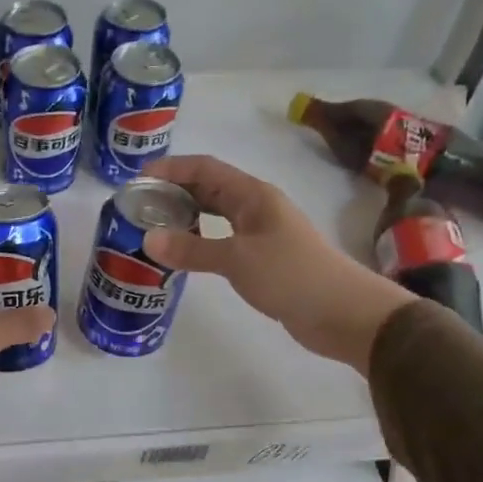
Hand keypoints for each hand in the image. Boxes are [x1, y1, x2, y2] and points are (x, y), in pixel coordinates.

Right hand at [142, 155, 411, 370]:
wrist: (344, 313)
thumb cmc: (291, 275)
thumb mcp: (236, 260)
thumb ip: (192, 249)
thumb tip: (147, 239)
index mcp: (253, 195)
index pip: (205, 168)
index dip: (172, 168)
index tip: (138, 178)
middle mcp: (256, 207)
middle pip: (209, 188)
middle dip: (175, 190)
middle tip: (140, 204)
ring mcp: (262, 232)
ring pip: (216, 214)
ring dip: (187, 215)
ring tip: (154, 226)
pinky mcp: (264, 258)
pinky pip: (224, 239)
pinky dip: (200, 240)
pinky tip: (184, 253)